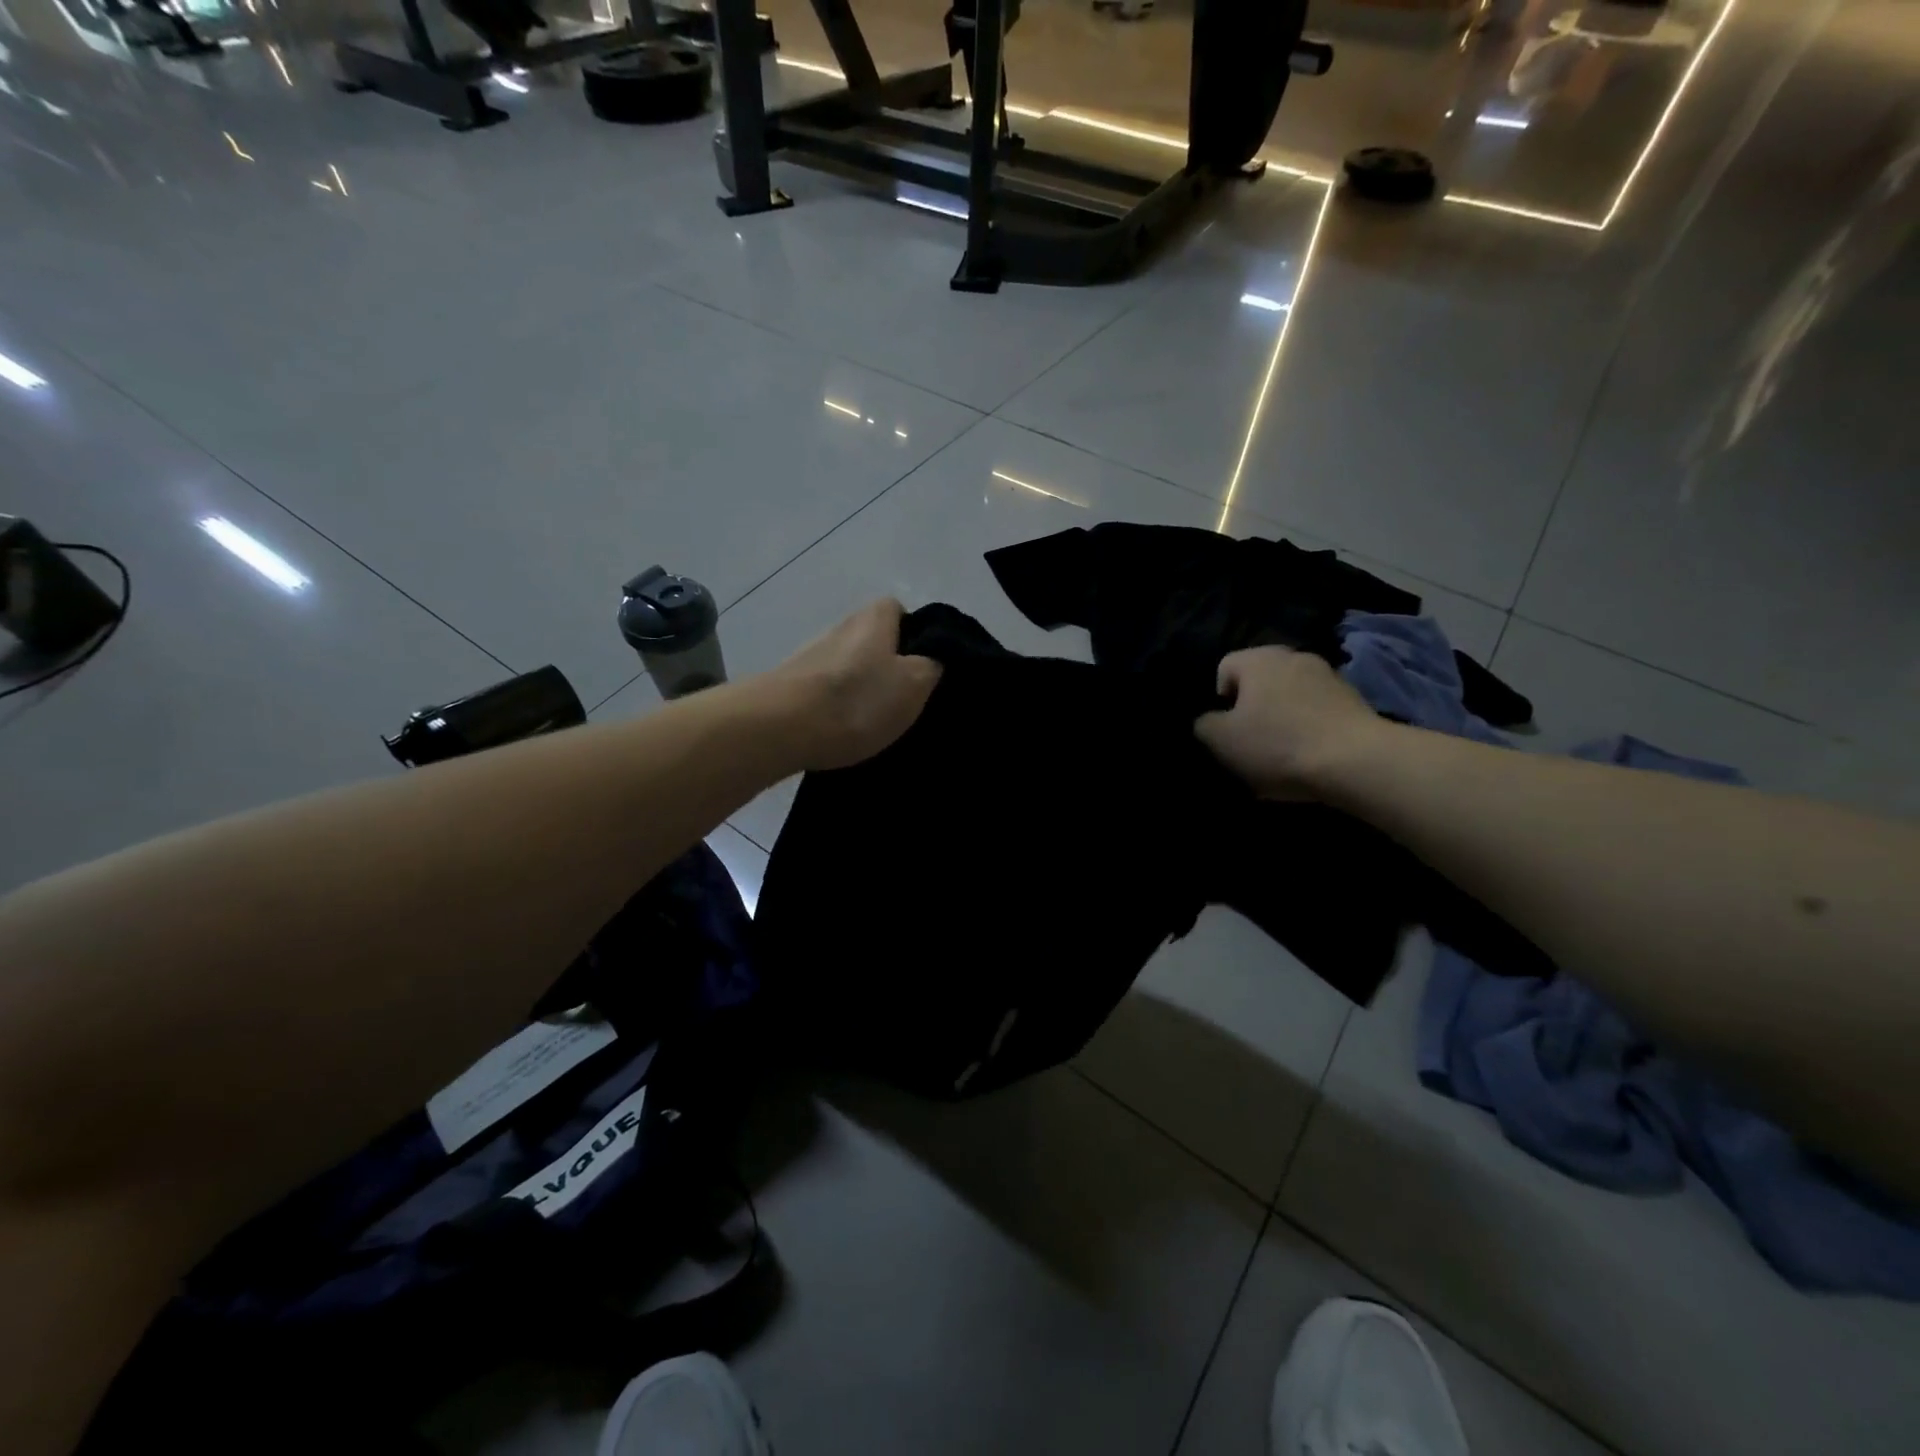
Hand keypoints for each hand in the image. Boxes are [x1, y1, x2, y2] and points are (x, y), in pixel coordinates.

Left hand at [766, 599, 942, 771]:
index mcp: (873, 617)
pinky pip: (826, 693)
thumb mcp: (915, 683)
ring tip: (875, 724)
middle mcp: (840, 627)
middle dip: (888, 668)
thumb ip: (931, 665)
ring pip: (849, 668)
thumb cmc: (857, 699)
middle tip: (904, 701)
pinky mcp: (790, 686)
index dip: (916, 636)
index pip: (900, 610)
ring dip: (861, 690)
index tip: (924, 667)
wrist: (780, 728)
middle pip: (873, 642)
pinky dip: (837, 709)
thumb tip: (931, 659)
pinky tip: (844, 733)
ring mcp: (811, 656)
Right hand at [1193, 646, 1390, 799]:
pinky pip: (1317, 711)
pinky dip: (1308, 728)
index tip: (1227, 729)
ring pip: (1290, 696)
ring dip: (1282, 718)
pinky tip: (1309, 757)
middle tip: (1251, 742)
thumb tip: (1209, 721)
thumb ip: (1204, 725)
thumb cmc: (1278, 744)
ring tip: (1282, 754)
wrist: (1356, 762)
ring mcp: (1329, 676)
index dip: (1219, 699)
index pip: (1225, 668)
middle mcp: (1294, 657)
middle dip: (1252, 709)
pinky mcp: (1354, 700)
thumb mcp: (1221, 740)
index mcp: (1259, 659)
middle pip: (1260, 681)